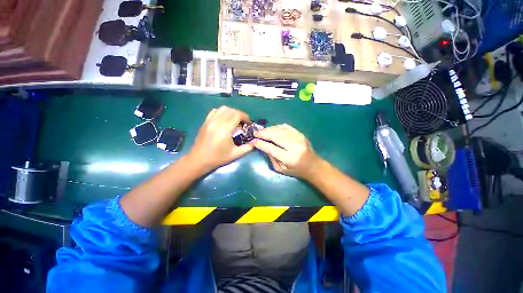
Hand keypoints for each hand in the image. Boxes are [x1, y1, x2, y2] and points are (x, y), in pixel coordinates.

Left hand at [188, 106, 253, 171]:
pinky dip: (222, 112)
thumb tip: (255, 142)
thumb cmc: (218, 158)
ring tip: (234, 120)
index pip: (237, 115)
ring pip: (223, 108)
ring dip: (231, 112)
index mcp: (225, 129)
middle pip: (231, 110)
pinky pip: (215, 111)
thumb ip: (247, 148)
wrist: (199, 160)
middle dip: (240, 114)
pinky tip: (224, 119)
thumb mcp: (235, 154)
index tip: (248, 123)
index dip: (245, 116)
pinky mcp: (205, 121)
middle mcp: (217, 122)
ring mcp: (210, 120)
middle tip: (243, 123)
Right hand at [252, 124, 322, 178]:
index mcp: (290, 158)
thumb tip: (263, 146)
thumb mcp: (281, 169)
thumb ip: (271, 158)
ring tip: (262, 131)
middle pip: (276, 136)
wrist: (313, 166)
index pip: (272, 148)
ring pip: (280, 130)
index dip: (261, 144)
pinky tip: (272, 129)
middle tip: (256, 133)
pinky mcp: (301, 134)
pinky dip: (278, 127)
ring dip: (269, 129)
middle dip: (264, 133)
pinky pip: (287, 127)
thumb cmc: (296, 171)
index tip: (253, 141)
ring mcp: (299, 138)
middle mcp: (295, 146)